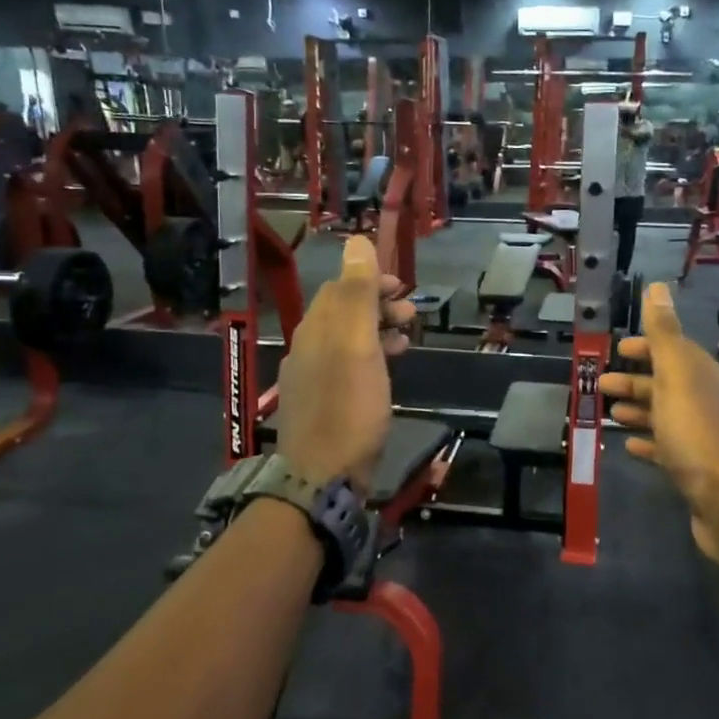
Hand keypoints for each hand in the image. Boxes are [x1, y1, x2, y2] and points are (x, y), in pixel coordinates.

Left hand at [276, 237, 414, 493]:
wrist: (322, 478)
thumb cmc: (348, 408)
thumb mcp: (357, 345)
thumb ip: (357, 293)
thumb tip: (356, 240)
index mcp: (315, 329)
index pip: (339, 288)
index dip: (371, 281)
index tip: (403, 289)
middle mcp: (306, 348)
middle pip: (341, 312)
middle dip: (377, 306)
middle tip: (412, 316)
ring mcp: (310, 379)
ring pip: (346, 341)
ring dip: (377, 332)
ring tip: (406, 341)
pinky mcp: (320, 405)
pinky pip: (346, 367)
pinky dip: (370, 358)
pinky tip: (386, 373)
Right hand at [600, 283, 718, 566]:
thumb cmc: (696, 431)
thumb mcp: (676, 374)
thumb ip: (664, 333)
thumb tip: (657, 286)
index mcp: (704, 375)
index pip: (673, 351)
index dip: (646, 347)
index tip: (617, 349)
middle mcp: (707, 401)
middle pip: (666, 384)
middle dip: (634, 380)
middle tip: (599, 384)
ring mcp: (703, 437)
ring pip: (664, 415)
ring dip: (637, 410)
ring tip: (608, 413)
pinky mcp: (695, 469)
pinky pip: (666, 447)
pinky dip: (647, 442)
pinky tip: (628, 445)